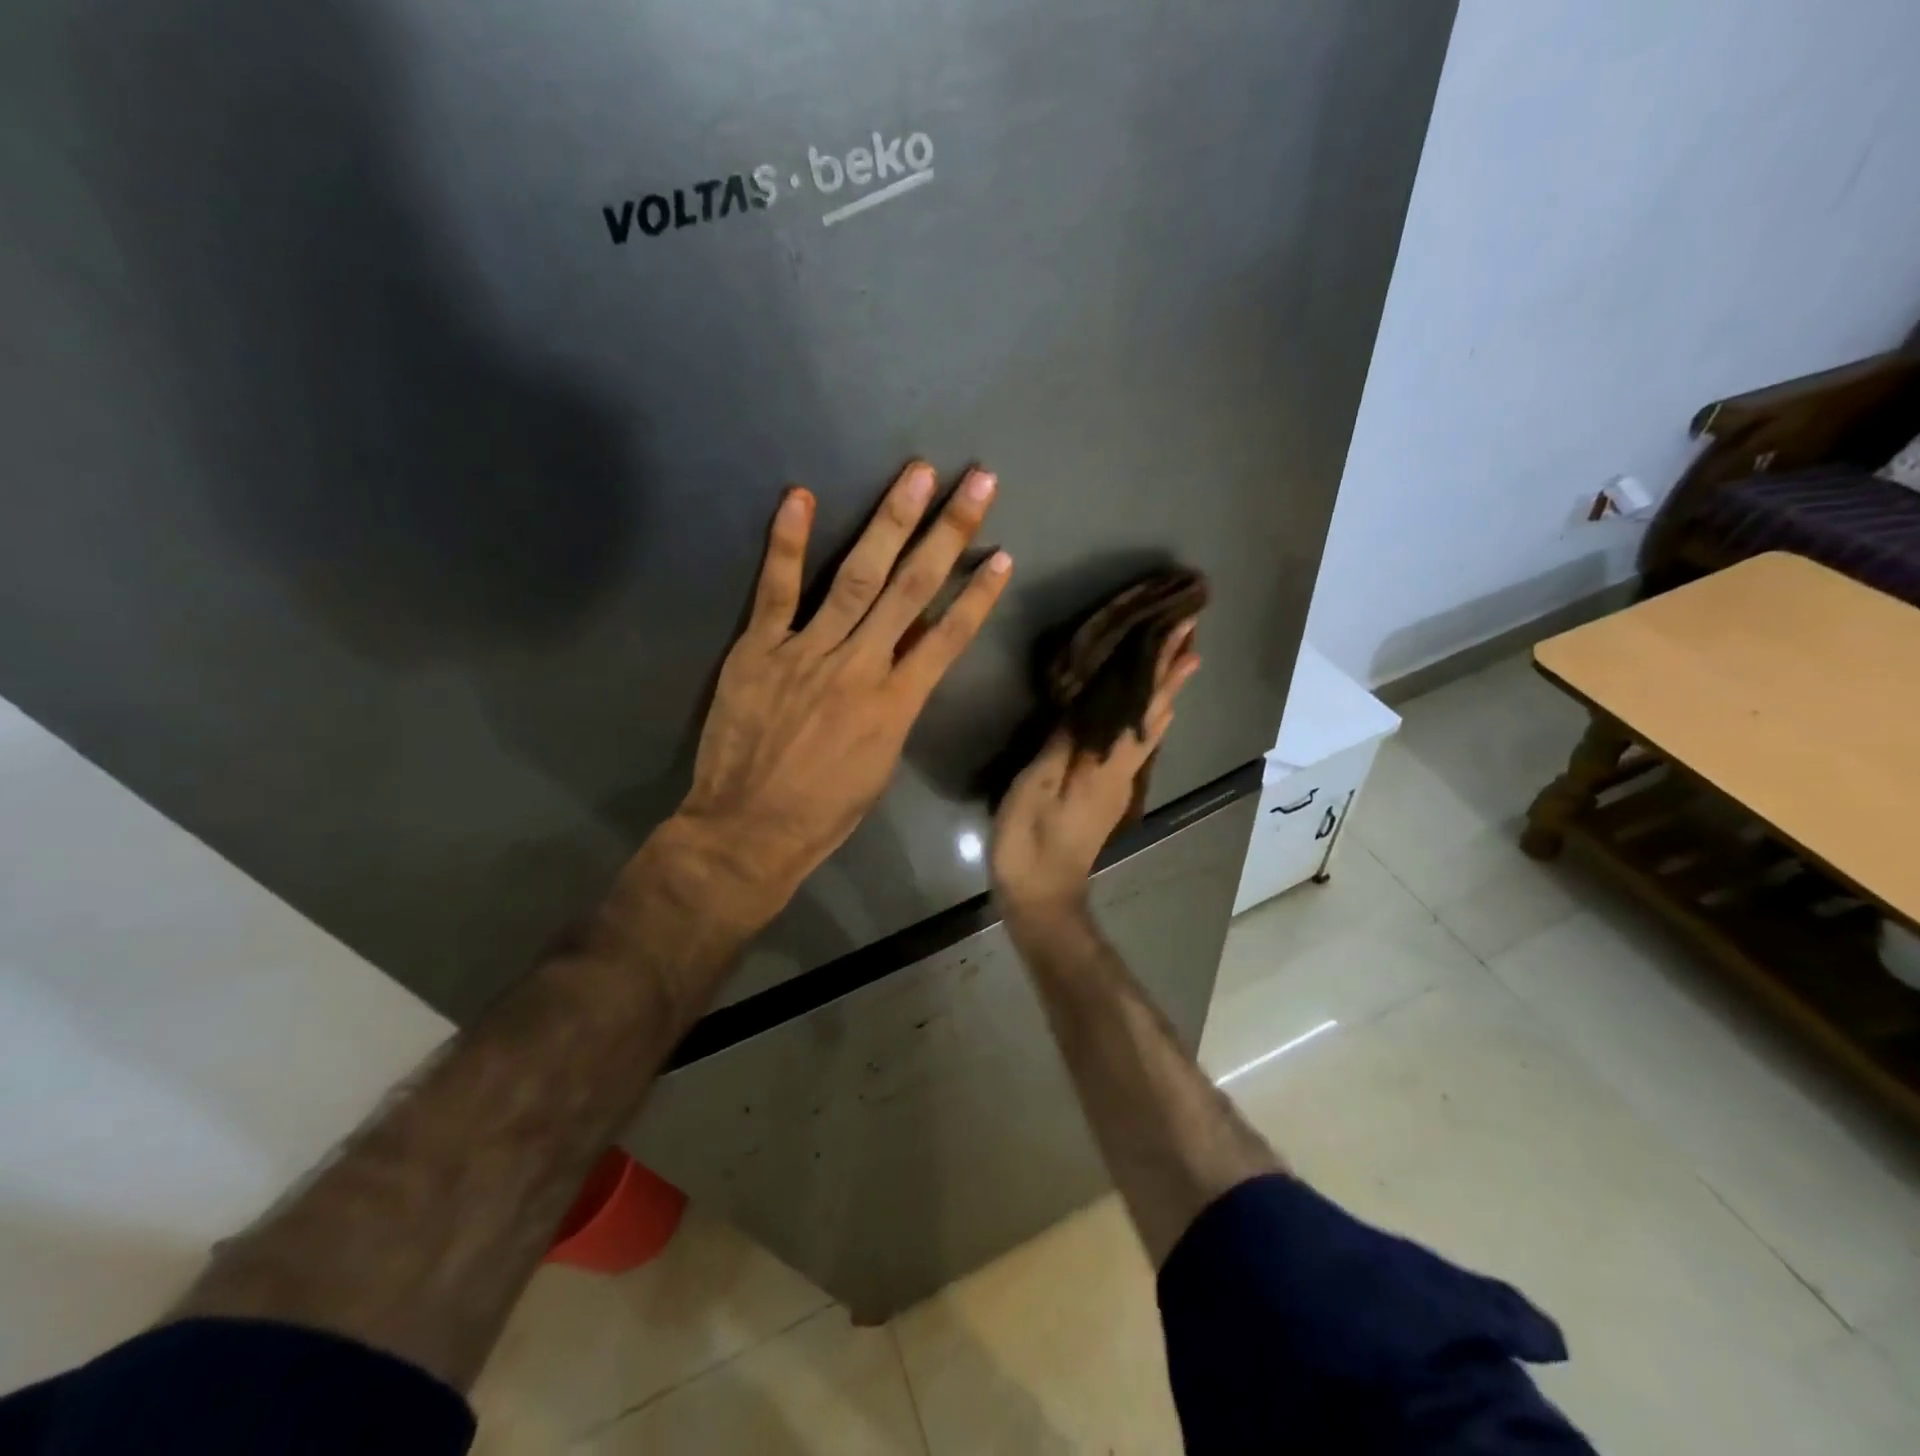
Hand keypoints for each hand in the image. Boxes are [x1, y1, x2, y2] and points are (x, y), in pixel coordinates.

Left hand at [661, 461, 1011, 931]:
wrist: (748, 830)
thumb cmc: (824, 811)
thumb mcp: (881, 762)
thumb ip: (898, 701)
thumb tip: (914, 653)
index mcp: (895, 705)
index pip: (947, 637)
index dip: (977, 594)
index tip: (1002, 554)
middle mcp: (859, 667)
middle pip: (911, 590)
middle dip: (948, 532)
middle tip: (976, 482)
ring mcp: (806, 653)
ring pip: (856, 577)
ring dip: (889, 522)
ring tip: (916, 475)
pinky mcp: (758, 650)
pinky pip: (776, 590)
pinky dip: (787, 543)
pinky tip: (801, 497)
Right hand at [990, 620, 1200, 926]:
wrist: (1041, 896)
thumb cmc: (1031, 842)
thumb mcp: (1036, 788)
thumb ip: (1061, 744)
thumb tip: (1085, 701)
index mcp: (1106, 765)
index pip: (1141, 707)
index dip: (1161, 669)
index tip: (1183, 632)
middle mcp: (1121, 770)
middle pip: (1153, 714)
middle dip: (1170, 673)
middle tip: (1188, 634)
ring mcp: (1117, 784)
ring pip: (1149, 729)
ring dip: (1164, 693)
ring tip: (1179, 661)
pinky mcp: (1106, 793)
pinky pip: (1134, 743)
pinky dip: (1147, 717)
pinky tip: (1147, 713)